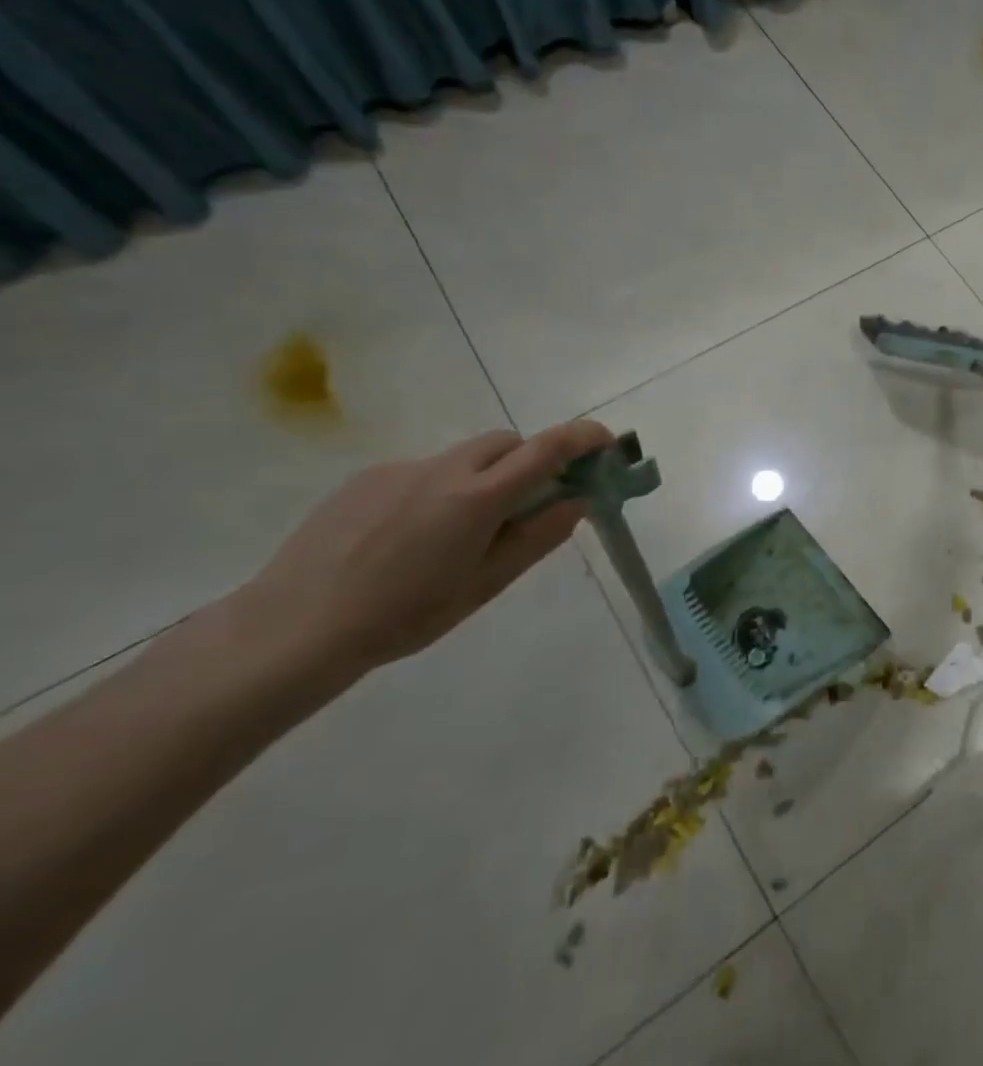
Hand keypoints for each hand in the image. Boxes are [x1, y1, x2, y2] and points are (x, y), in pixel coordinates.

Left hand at [237, 420, 614, 679]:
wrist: (293, 628)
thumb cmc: (404, 615)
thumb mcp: (485, 585)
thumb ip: (538, 538)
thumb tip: (576, 502)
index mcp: (478, 497)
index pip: (547, 448)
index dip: (583, 437)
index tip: (606, 443)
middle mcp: (444, 469)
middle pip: (507, 443)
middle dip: (532, 460)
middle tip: (532, 503)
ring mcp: (401, 469)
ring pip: (465, 456)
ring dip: (486, 476)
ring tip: (463, 531)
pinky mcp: (366, 478)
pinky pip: (424, 471)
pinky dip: (441, 489)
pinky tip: (412, 537)